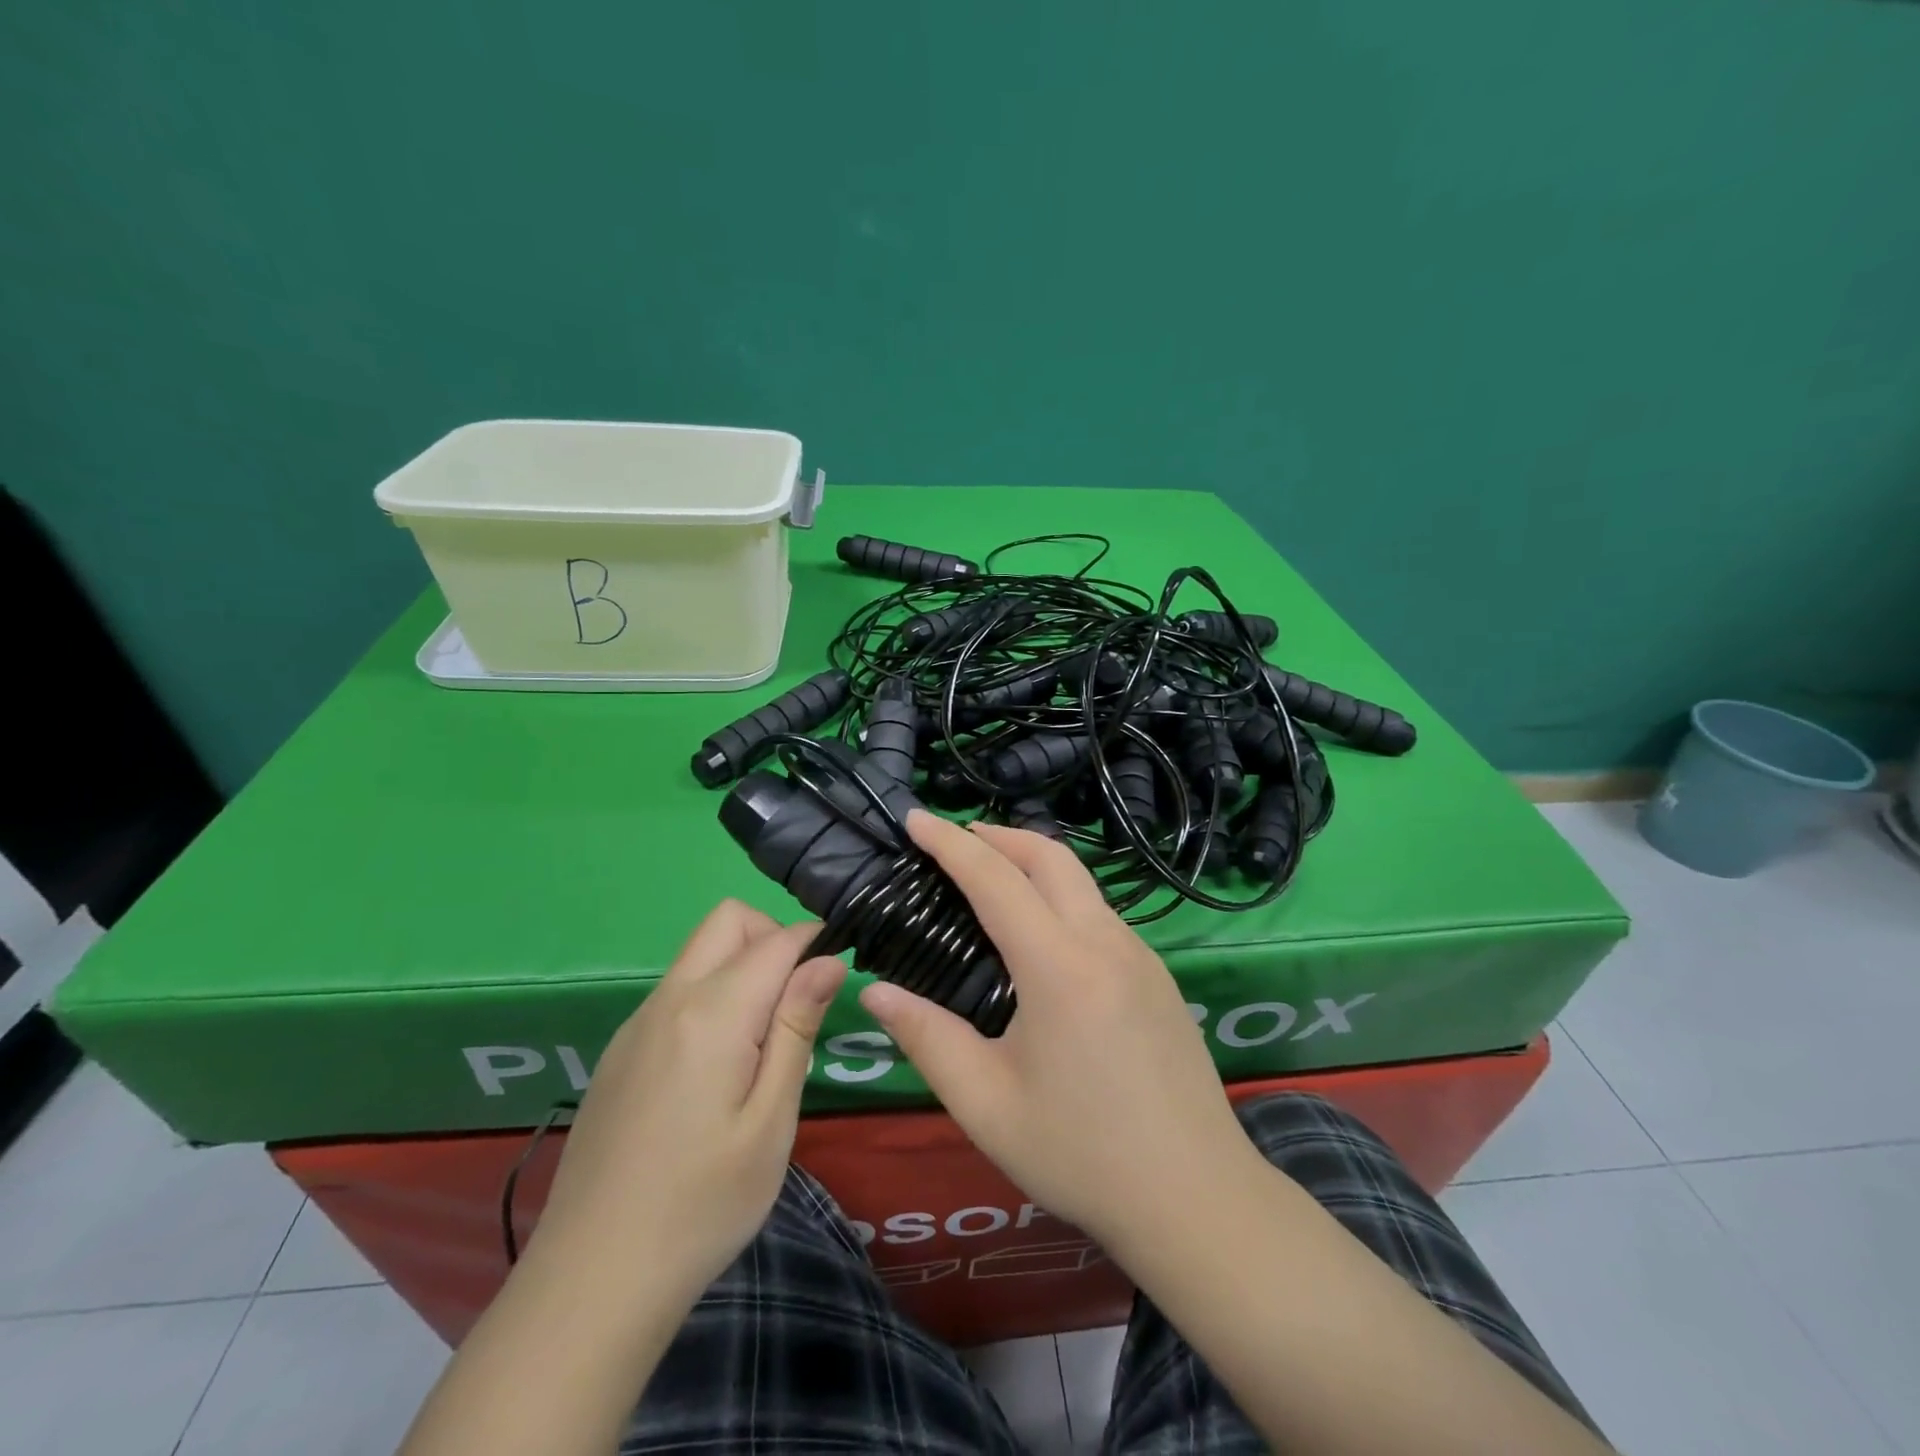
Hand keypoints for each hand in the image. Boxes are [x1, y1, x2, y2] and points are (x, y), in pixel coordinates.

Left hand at [530, 901, 846, 1303]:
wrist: (591, 1282)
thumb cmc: (703, 1205)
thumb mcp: (771, 1120)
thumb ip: (797, 1027)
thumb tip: (827, 960)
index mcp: (712, 1013)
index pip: (776, 940)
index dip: (815, 943)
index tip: (838, 974)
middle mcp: (669, 1000)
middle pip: (727, 921)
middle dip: (773, 937)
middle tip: (799, 1001)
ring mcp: (636, 1024)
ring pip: (700, 953)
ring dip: (742, 966)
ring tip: (765, 1042)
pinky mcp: (621, 1051)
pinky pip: (676, 991)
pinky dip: (712, 995)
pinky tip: (718, 1068)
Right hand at [858, 812, 1259, 1249]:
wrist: (1197, 1198)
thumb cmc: (1082, 1155)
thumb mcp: (987, 1105)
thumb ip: (927, 1039)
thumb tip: (875, 991)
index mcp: (1059, 966)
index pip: (995, 878)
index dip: (950, 843)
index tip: (915, 818)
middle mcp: (1105, 942)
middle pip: (1050, 856)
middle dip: (997, 835)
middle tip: (953, 841)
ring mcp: (1140, 954)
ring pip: (1080, 880)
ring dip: (1032, 862)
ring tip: (990, 880)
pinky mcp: (1157, 974)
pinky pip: (1100, 912)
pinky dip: (1060, 896)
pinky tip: (1040, 935)